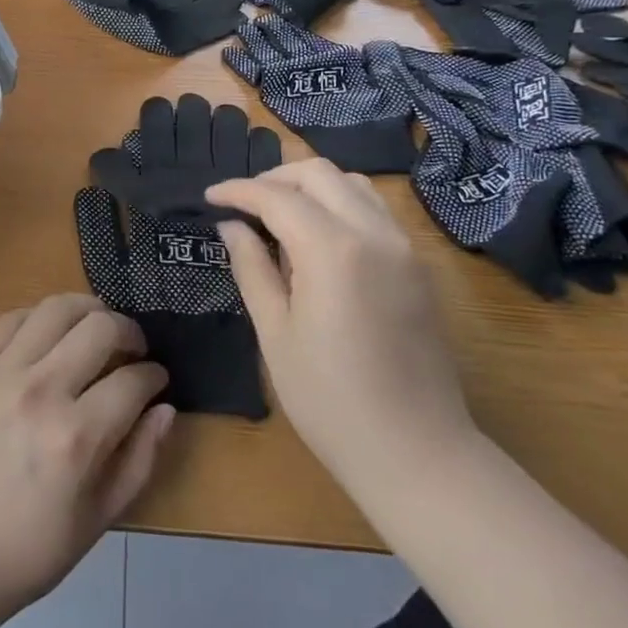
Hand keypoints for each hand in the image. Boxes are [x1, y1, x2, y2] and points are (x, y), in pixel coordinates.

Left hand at [0, 293, 173, 627]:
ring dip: (88, 309)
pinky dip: (39, 315)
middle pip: (101, 328)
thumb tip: (166, 410)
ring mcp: (2, 372)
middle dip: (130, 332)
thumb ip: (137, 463)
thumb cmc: (19, 554)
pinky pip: (12, 318)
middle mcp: (43, 390)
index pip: (134, 381)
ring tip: (96, 326)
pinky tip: (49, 331)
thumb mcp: (93, 525)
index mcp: (77, 437)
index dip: (154, 376)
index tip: (156, 379)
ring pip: (57, 308)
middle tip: (133, 349)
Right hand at [206, 161, 478, 506]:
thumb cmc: (331, 401)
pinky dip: (339, 203)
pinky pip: (374, 209)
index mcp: (333, 250)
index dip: (238, 191)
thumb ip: (252, 268)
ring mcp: (403, 247)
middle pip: (318, 173)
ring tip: (278, 214)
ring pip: (352, 184)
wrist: (418, 454)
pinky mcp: (417, 266)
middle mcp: (374, 233)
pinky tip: (317, 236)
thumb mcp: (276, 333)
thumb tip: (231, 226)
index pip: (277, 197)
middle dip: (274, 178)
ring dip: (310, 186)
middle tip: (243, 204)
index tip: (209, 197)